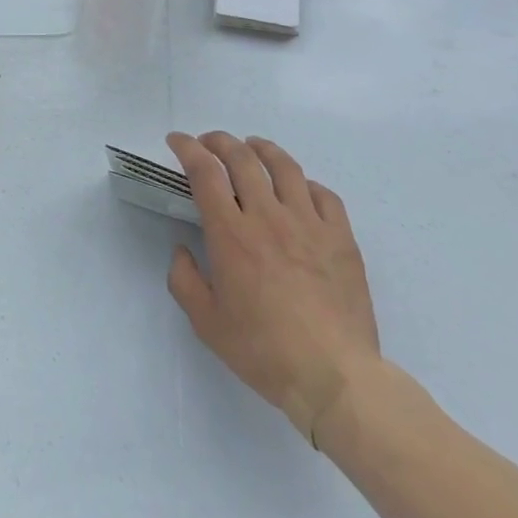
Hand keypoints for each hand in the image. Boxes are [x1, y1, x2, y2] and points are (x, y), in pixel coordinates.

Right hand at [165, 131, 380, 450]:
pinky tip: (299, 188)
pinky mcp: (341, 238)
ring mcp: (309, 223)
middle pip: (242, 158)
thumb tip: (183, 250)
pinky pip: (323, 194)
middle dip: (219, 141)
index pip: (205, 172)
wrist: (334, 377)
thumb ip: (185, 281)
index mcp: (231, 234)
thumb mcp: (207, 324)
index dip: (187, 148)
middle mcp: (268, 216)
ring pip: (284, 166)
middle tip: (209, 143)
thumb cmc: (264, 351)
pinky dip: (305, 183)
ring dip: (262, 149)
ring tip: (252, 147)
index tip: (177, 140)